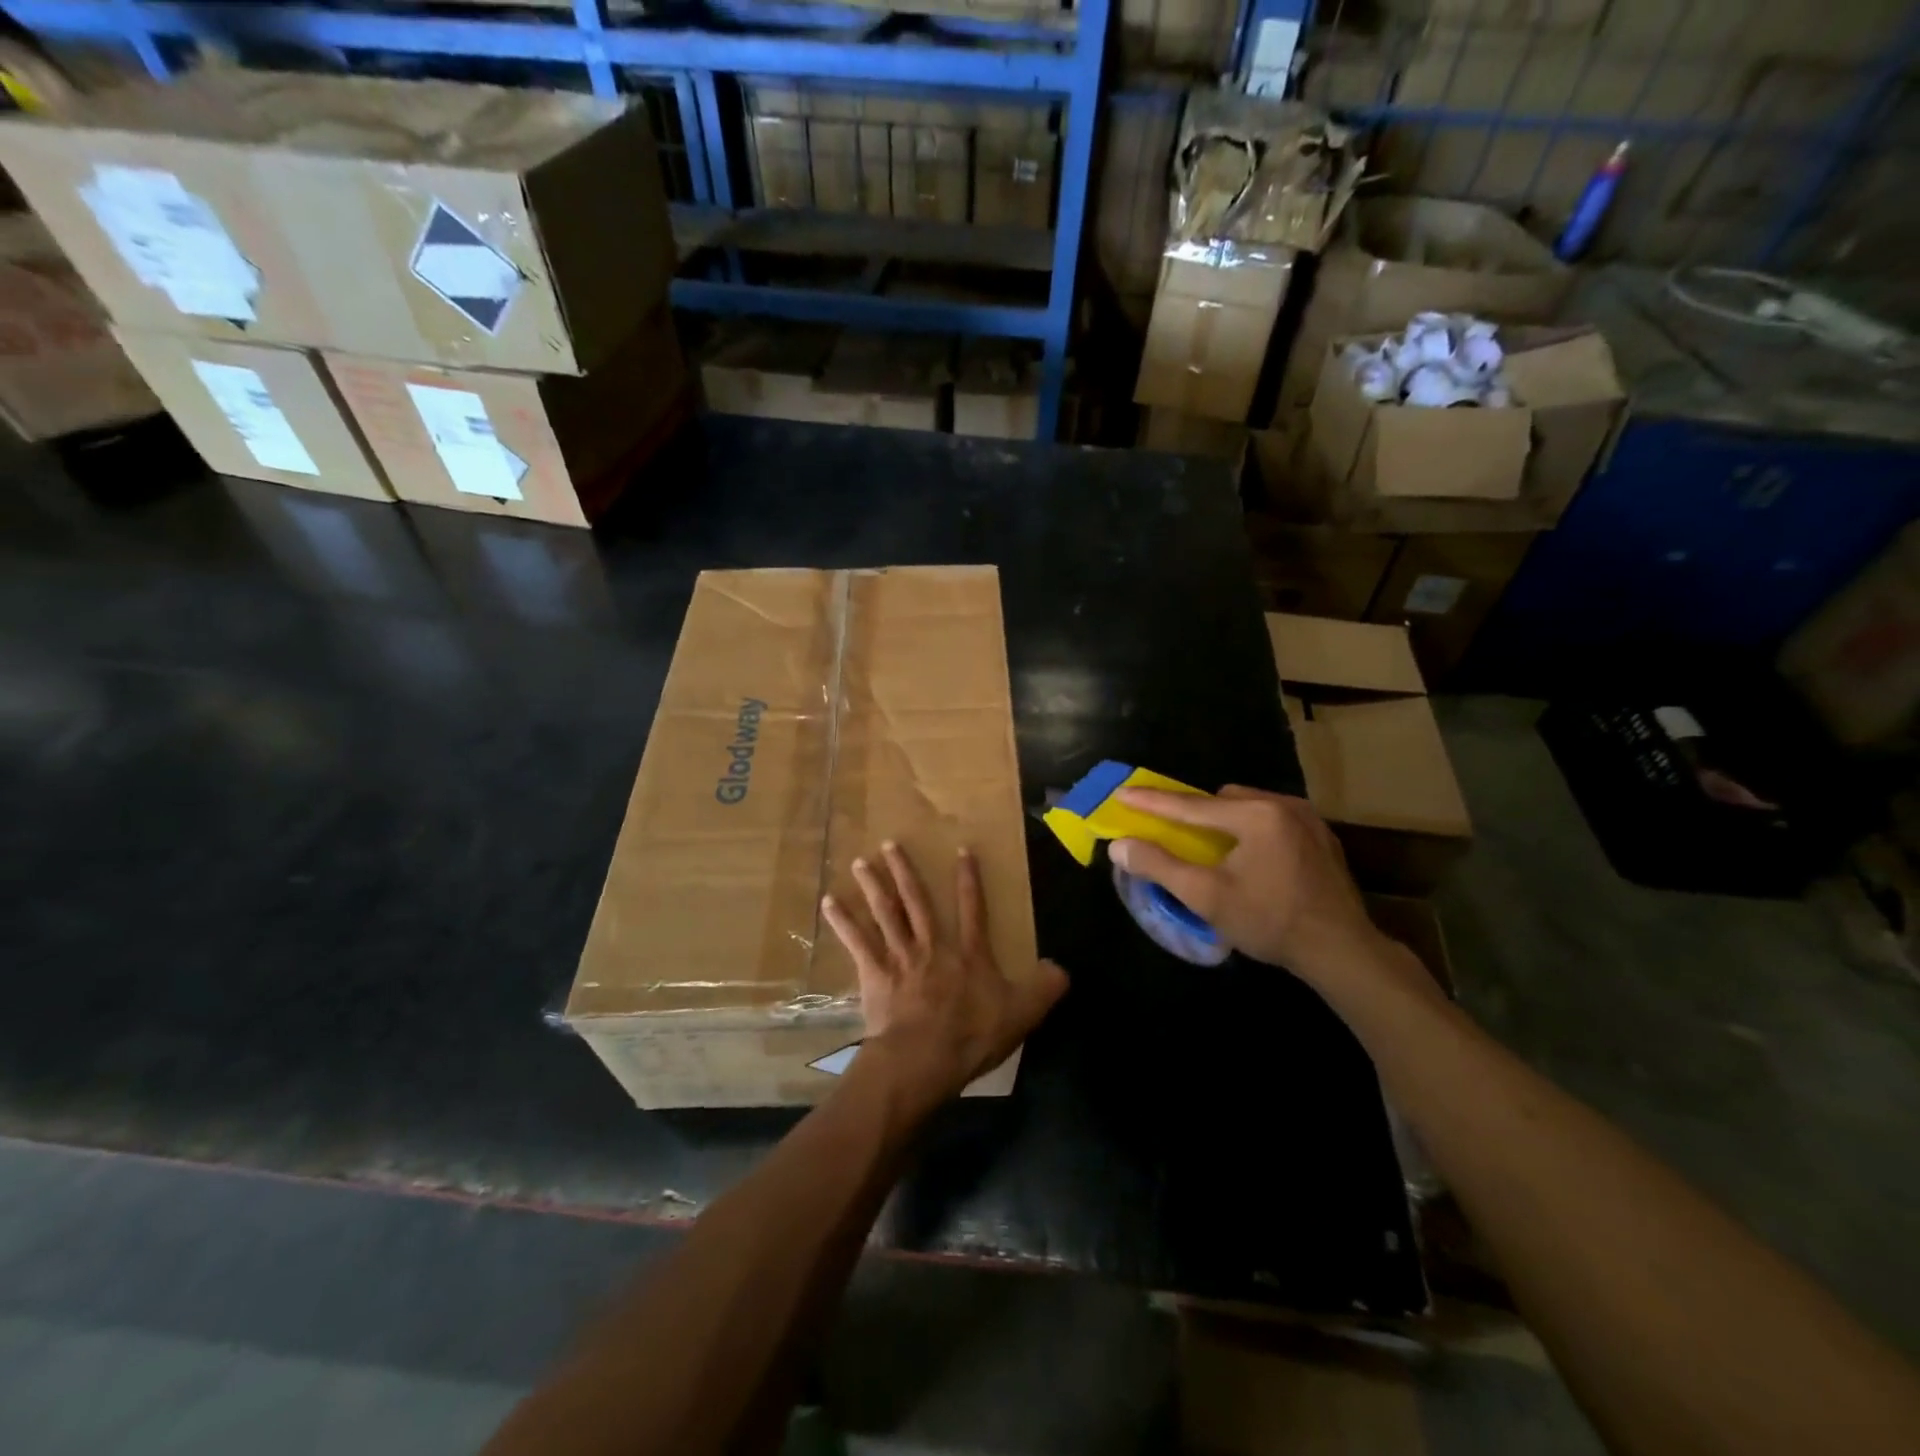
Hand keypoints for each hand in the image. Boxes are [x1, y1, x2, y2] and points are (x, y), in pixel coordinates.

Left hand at [822, 841, 1067, 1108]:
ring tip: (859, 862)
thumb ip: (1045, 988)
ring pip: (885, 913)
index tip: (962, 850)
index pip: (972, 909)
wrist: (924, 1058)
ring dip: (873, 886)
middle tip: (890, 844)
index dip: (969, 880)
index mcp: (968, 954)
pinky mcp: (874, 974)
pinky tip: (829, 903)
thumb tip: (1062, 969)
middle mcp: (932, 946)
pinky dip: (843, 922)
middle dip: (905, 872)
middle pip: (916, 901)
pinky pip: (857, 942)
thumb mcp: (1022, 1013)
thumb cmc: (971, 1035)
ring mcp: (900, 957)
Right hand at [1110, 786, 1381, 983]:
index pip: (1190, 805)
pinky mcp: (1321, 837)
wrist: (1343, 951)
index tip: (1122, 793)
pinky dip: (1251, 830)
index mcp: (1255, 815)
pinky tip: (1249, 857)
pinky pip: (1272, 820)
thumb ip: (1159, 866)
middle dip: (1194, 813)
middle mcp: (1283, 805)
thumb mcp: (1206, 897)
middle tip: (1172, 831)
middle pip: (1222, 800)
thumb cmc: (1270, 922)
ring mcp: (1308, 819)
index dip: (1152, 802)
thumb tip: (1119, 845)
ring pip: (1249, 807)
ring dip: (1224, 821)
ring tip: (1211, 847)